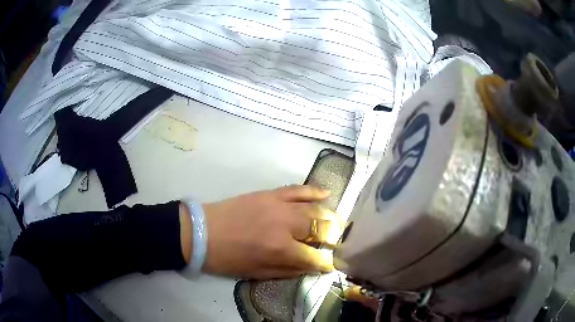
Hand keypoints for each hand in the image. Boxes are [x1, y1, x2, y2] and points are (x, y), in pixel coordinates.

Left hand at [201, 185, 341, 278]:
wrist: (202, 232)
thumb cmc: (228, 258)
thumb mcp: (257, 273)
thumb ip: (288, 270)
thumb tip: (311, 266)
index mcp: (280, 249)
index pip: (314, 256)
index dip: (325, 262)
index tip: (330, 264)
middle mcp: (285, 225)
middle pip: (321, 227)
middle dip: (332, 236)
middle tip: (336, 241)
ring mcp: (278, 205)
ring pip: (314, 208)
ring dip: (329, 216)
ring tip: (337, 222)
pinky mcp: (270, 194)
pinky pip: (297, 189)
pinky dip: (314, 191)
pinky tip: (326, 194)